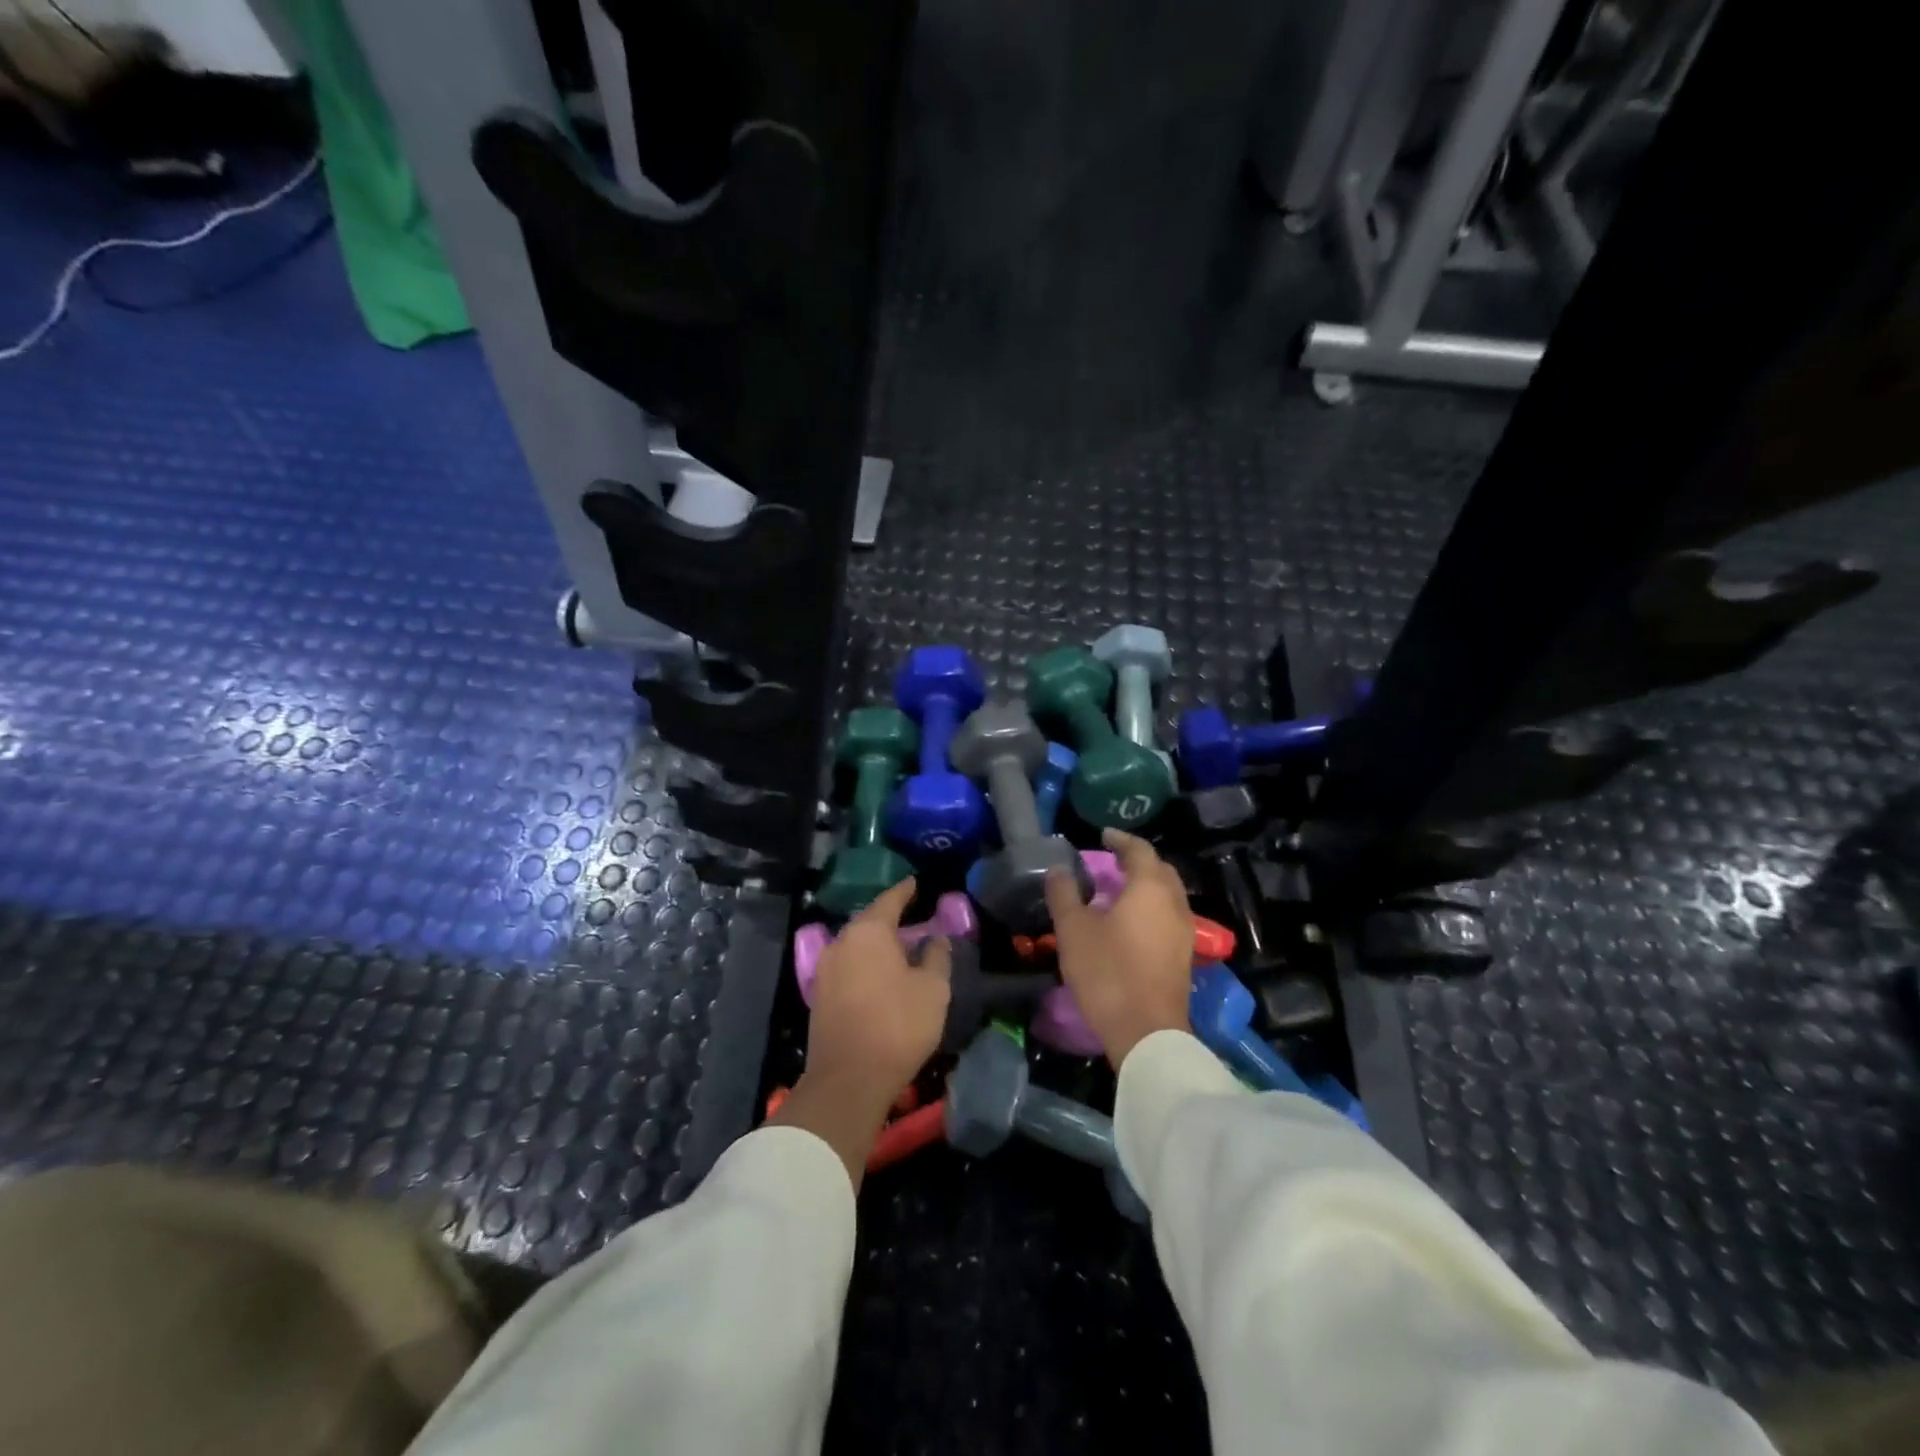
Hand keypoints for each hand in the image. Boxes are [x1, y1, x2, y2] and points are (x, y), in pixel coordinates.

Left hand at [771, 879, 951, 1186]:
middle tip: (912, 916)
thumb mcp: (933, 989)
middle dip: (890, 918)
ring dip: (877, 944)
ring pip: (856, 945)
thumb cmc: (897, 1025)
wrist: (848, 1079)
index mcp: (868, 931)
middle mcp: (841, 942)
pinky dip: (865, 964)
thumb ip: (936, 956)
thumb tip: (935, 938)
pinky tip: (880, 975)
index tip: (915, 882)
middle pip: (869, 922)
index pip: (890, 900)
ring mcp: (825, 970)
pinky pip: (848, 967)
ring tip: (899, 947)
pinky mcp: (820, 996)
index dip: (905, 891)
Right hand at [1044, 830, 1192, 1069]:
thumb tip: (1058, 870)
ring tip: (1117, 890)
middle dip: (1137, 861)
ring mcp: (1184, 932)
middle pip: (1160, 870)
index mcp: (1150, 889)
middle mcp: (1174, 903)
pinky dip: (1150, 908)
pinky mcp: (1183, 956)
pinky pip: (1168, 916)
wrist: (1147, 1033)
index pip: (1139, 850)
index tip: (1103, 835)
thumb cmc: (1108, 972)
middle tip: (1112, 860)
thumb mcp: (1074, 930)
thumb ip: (1065, 894)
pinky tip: (1129, 922)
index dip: (1121, 839)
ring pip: (1167, 895)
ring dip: (1145, 885)